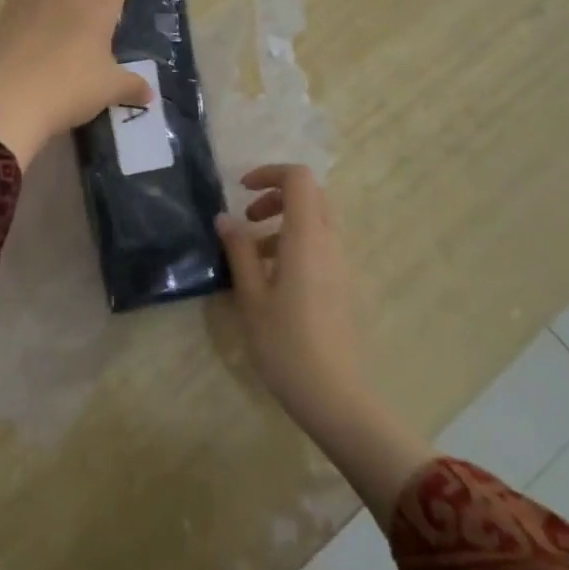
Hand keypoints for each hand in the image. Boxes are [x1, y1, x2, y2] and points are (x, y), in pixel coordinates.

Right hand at [217, 165, 364, 427]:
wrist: (335, 396)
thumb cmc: (285, 344)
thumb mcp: (251, 296)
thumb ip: (238, 251)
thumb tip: (225, 219)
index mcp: (307, 237)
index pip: (298, 178)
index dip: (269, 173)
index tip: (241, 191)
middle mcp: (330, 242)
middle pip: (311, 195)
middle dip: (276, 196)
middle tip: (247, 218)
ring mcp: (341, 264)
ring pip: (316, 221)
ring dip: (284, 222)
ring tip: (253, 254)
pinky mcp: (343, 284)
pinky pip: (321, 245)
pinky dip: (295, 243)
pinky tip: (272, 279)